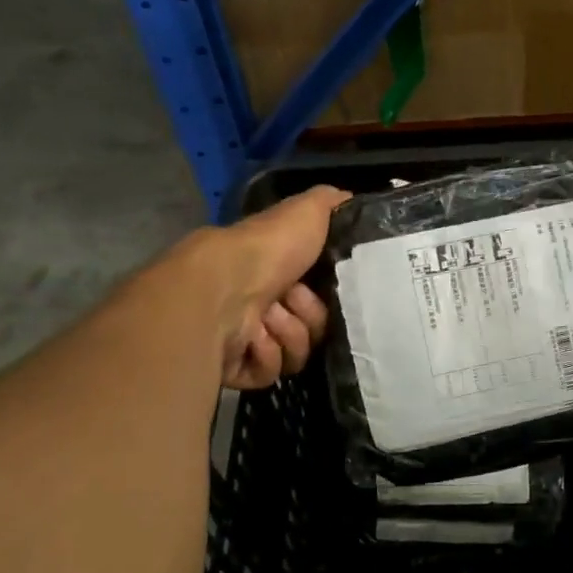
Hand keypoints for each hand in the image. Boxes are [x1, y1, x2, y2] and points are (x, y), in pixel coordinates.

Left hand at [175, 185, 348, 388]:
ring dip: (287, 335)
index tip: (322, 286)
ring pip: (295, 353)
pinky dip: (266, 356)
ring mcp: (247, 338)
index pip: (320, 297)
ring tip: (266, 321)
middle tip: (289, 302)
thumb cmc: (267, 250)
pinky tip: (252, 340)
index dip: (324, 295)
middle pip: (312, 328)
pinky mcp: (236, 367)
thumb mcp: (308, 211)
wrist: (222, 289)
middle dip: (308, 317)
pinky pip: (271, 373)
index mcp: (276, 274)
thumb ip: (331, 203)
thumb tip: (350, 199)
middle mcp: (262, 306)